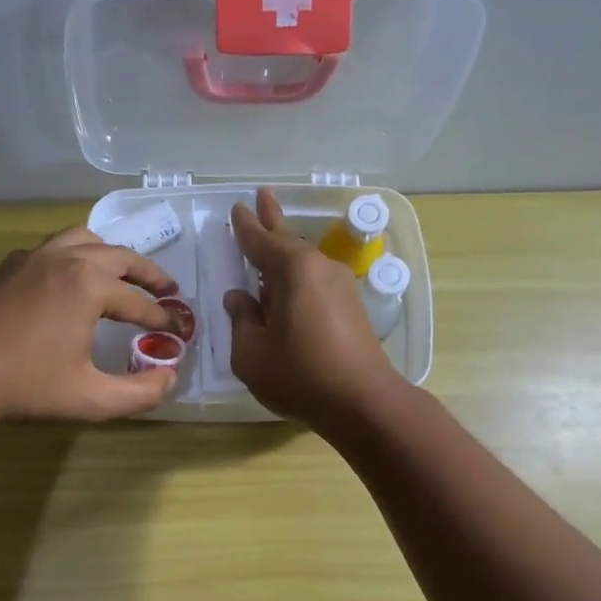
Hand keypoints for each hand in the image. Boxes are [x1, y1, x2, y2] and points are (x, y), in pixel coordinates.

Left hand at [0, 226, 180, 423]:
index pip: (140, 302)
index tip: (179, 333)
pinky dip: (73, 255)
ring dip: (111, 255)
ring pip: (84, 240)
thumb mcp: (91, 399)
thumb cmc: (25, 386)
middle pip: (120, 256)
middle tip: (168, 291)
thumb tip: (169, 379)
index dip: (163, 319)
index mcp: (89, 286)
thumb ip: (139, 393)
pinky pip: (52, 248)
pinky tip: (70, 279)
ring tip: (124, 275)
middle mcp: (66, 260)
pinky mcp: (10, 268)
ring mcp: (34, 259)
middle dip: (149, 275)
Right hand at [224, 188, 404, 431]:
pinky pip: (315, 281)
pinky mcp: (351, 309)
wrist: (363, 403)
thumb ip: (241, 320)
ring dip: (284, 252)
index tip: (238, 208)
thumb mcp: (251, 353)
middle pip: (289, 241)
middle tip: (262, 196)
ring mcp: (341, 287)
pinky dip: (297, 277)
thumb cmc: (300, 376)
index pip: (261, 241)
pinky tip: (287, 288)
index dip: (246, 227)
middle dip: (272, 220)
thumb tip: (239, 298)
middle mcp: (320, 269)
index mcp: (293, 271)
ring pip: (304, 262)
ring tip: (270, 239)